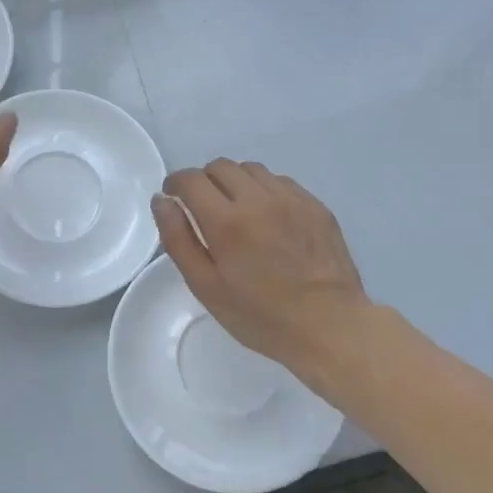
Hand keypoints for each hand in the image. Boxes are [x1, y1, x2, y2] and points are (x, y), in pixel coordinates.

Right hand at [153, 160, 375, 397]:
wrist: (330, 326)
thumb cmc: (261, 316)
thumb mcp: (206, 286)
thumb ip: (178, 239)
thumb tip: (162, 200)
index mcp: (227, 221)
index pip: (191, 179)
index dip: (175, 183)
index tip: (174, 198)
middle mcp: (259, 199)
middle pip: (220, 166)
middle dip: (204, 181)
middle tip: (204, 209)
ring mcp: (291, 199)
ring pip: (251, 169)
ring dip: (235, 182)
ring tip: (237, 212)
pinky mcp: (315, 205)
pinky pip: (280, 182)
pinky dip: (264, 190)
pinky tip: (268, 219)